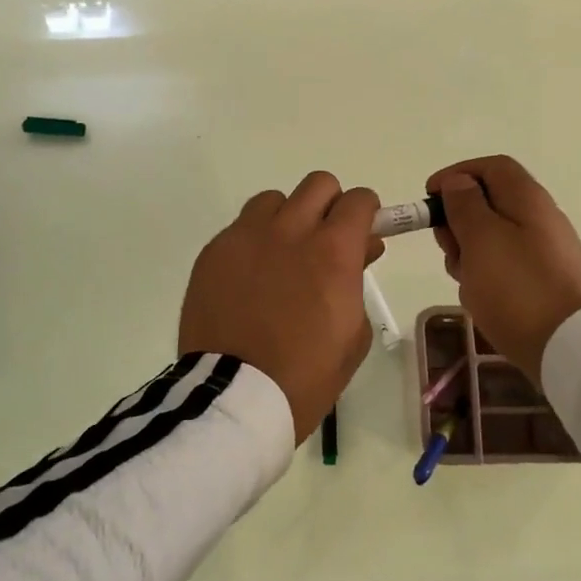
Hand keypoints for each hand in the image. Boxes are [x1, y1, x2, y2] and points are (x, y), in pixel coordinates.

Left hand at [179, 172, 383, 442]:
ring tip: (282, 255)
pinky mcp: (214, 251)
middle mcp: (290, 230)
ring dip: (287, 218)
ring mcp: (246, 236)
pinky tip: (249, 276)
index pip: (358, 200)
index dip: (366, 212)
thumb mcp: (353, 332)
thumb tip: (359, 249)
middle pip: (318, 184)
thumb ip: (357, 278)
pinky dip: (253, 241)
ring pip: (274, 199)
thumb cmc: (307, 374)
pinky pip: (240, 227)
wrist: (235, 396)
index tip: (362, 231)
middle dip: (330, 205)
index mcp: (333, 251)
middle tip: (326, 239)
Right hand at [424, 156, 580, 386]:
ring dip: (468, 253)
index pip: (490, 167)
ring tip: (464, 279)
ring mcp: (543, 253)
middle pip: (489, 203)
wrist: (571, 348)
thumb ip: (465, 205)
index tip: (429, 198)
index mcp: (527, 199)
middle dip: (458, 221)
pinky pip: (504, 268)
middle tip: (447, 246)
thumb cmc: (517, 286)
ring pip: (492, 239)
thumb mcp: (481, 238)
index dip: (456, 175)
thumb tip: (459, 182)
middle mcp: (539, 219)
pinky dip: (485, 276)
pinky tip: (480, 299)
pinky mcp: (542, 283)